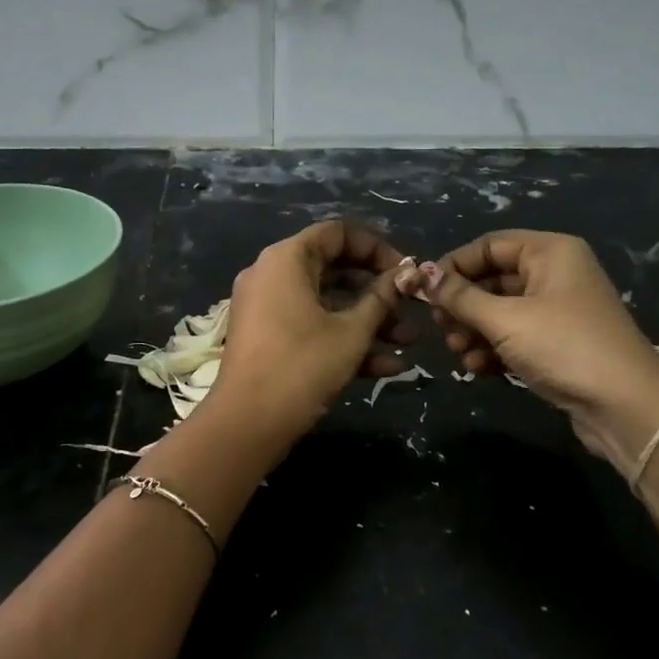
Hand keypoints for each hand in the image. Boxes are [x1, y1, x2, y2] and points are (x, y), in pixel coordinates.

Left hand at [207, 220, 420, 439]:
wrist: (247, 424)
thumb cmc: (302, 365)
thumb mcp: (351, 331)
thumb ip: (381, 299)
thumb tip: (406, 276)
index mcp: (287, 259)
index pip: (338, 233)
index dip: (377, 249)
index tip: (405, 274)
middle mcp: (273, 274)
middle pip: (334, 269)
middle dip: (378, 293)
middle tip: (411, 310)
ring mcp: (268, 307)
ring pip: (327, 303)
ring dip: (368, 322)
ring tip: (408, 344)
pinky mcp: (269, 337)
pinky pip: (311, 326)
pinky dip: (343, 340)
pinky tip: (387, 367)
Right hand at [421, 231, 658, 465]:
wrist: (627, 408)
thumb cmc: (564, 347)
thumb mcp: (505, 319)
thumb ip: (460, 296)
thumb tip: (422, 274)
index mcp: (550, 252)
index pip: (489, 245)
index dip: (454, 265)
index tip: (425, 292)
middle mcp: (555, 274)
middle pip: (493, 278)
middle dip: (463, 304)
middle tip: (441, 327)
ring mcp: (558, 310)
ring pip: (500, 311)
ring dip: (474, 331)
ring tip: (459, 353)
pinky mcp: (558, 344)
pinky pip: (514, 336)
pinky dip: (493, 348)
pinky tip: (478, 368)